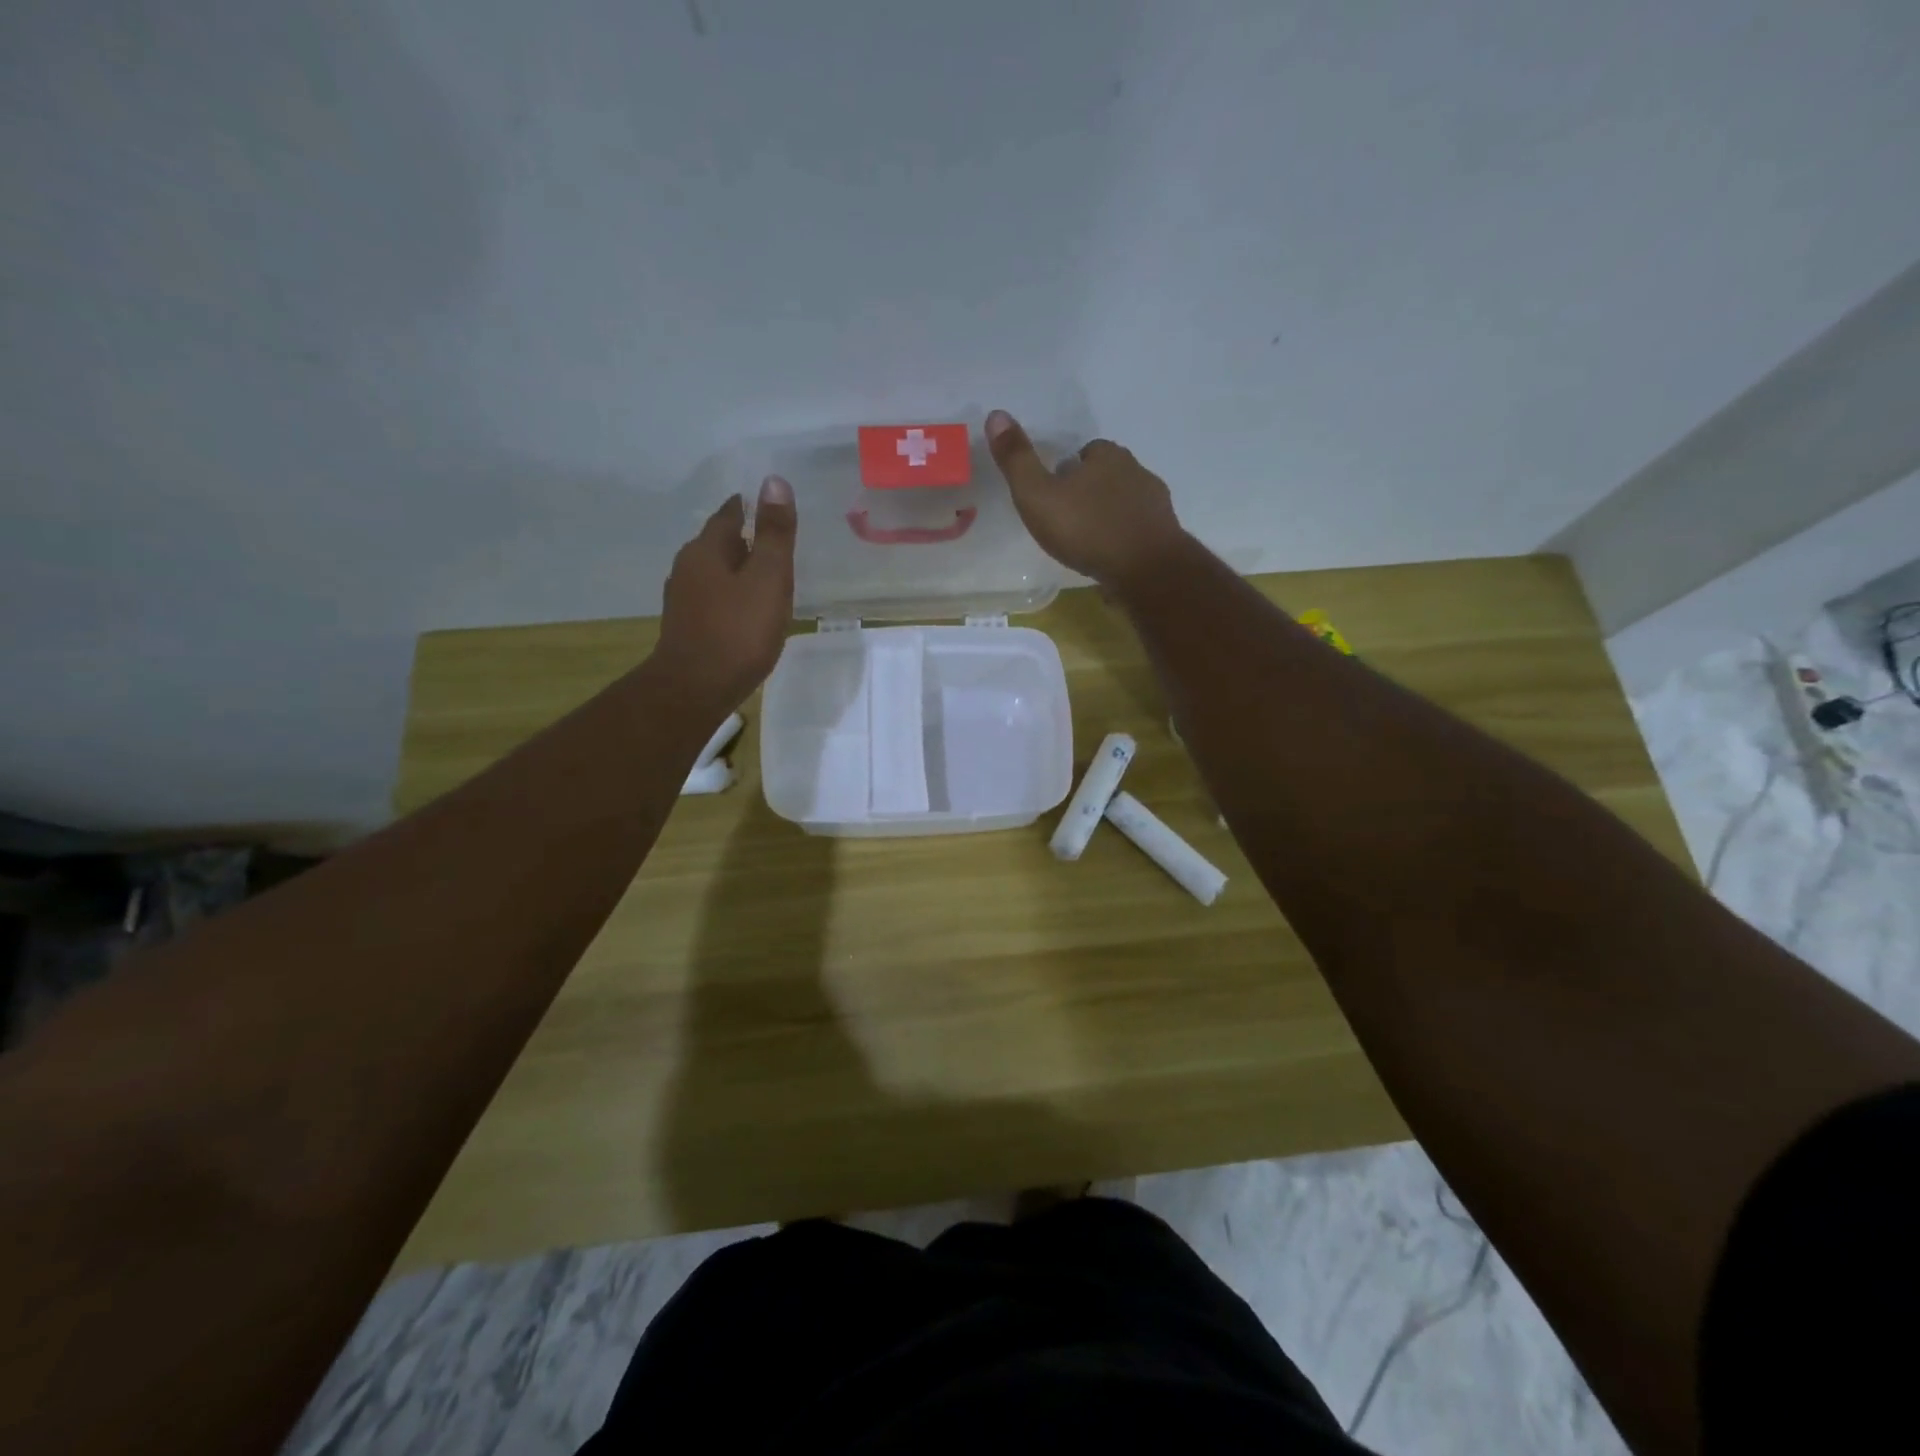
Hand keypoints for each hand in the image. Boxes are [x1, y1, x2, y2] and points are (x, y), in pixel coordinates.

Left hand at [653, 475, 796, 713]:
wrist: (696, 689)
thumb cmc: (738, 631)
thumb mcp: (768, 578)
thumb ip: (774, 533)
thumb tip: (774, 480)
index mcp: (706, 549)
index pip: (730, 513)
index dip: (752, 507)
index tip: (773, 508)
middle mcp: (687, 567)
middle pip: (720, 543)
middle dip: (746, 540)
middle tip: (777, 544)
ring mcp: (683, 599)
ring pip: (715, 573)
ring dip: (738, 571)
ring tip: (767, 578)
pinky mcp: (686, 626)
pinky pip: (713, 599)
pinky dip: (732, 597)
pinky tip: (747, 611)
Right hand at [984, 409, 1185, 588]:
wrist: (1146, 570)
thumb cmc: (1087, 530)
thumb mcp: (1038, 496)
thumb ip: (1017, 460)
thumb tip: (996, 414)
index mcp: (1106, 456)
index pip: (1086, 452)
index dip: (1068, 470)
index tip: (1054, 492)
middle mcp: (1136, 471)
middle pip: (1107, 475)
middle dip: (1089, 491)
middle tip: (1067, 518)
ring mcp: (1155, 503)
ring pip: (1125, 502)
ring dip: (1108, 515)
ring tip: (1088, 541)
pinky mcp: (1165, 533)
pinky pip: (1139, 529)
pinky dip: (1125, 538)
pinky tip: (1111, 557)